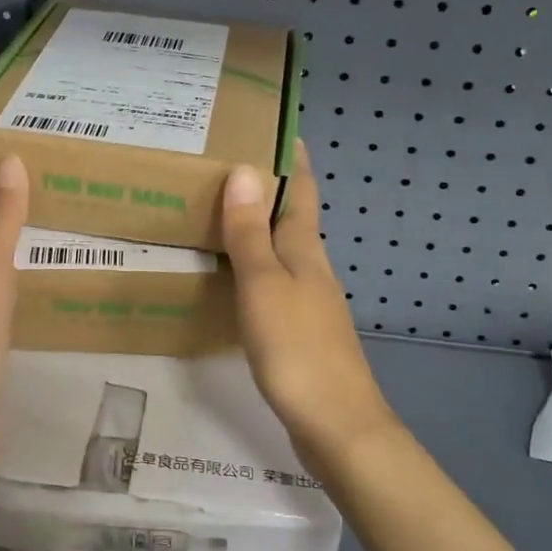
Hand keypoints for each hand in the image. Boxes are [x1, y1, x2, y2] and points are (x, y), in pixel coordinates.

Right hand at [222, 142, 395, 450]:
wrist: (337, 426)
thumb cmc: (298, 349)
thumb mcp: (265, 286)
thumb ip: (251, 232)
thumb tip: (245, 170)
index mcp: (305, 249)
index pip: (301, 189)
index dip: (290, 157)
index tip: (271, 124)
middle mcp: (311, 267)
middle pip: (291, 216)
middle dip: (265, 187)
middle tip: (220, 164)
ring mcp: (308, 301)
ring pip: (280, 250)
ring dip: (255, 227)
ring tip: (214, 212)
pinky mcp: (299, 331)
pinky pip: (271, 283)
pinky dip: (250, 266)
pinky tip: (227, 276)